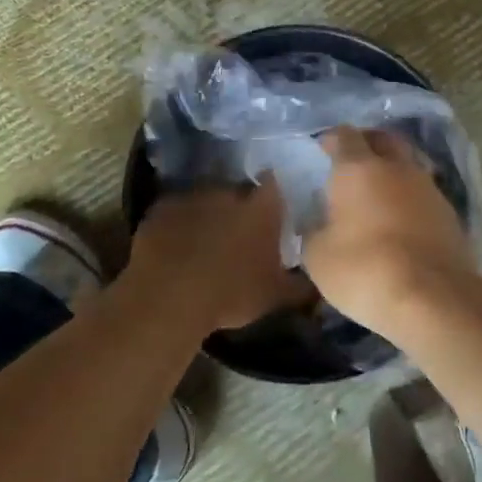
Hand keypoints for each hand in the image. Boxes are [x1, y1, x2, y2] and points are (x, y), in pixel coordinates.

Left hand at [130, 178, 310, 330]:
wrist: (170, 297)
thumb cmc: (232, 294)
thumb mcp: (276, 296)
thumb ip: (301, 286)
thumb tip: (319, 284)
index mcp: (262, 208)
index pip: (274, 184)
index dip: (272, 194)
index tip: (271, 208)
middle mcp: (229, 192)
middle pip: (238, 191)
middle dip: (238, 206)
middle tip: (237, 232)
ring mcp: (193, 196)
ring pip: (206, 199)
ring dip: (207, 213)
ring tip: (204, 240)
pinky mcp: (162, 207)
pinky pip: (175, 211)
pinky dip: (178, 223)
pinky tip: (175, 245)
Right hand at [301, 127, 476, 337]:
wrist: (432, 298)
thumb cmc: (364, 269)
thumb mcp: (318, 256)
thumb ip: (314, 231)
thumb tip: (319, 224)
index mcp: (358, 169)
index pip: (344, 136)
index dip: (332, 139)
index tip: (323, 148)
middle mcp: (396, 168)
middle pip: (384, 140)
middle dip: (368, 143)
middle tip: (354, 159)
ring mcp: (428, 189)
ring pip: (408, 166)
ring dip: (393, 172)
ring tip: (378, 193)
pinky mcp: (450, 215)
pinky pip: (424, 195)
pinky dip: (410, 200)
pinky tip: (401, 221)